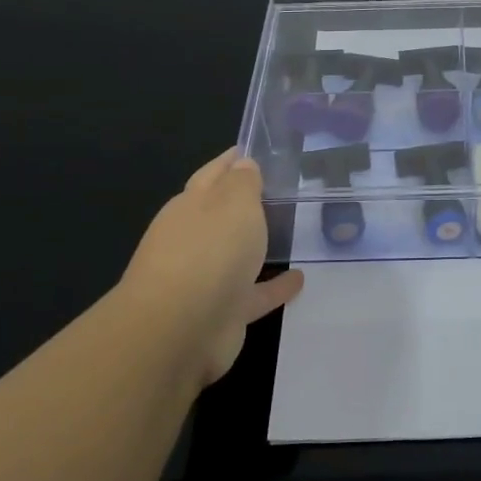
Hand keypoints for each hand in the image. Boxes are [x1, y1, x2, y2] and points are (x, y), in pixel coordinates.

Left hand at [118, 147, 303, 383]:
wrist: (179, 330)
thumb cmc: (208, 252)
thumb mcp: (234, 203)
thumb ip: (243, 182)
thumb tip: (242, 163)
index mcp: (191, 206)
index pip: (212, 174)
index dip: (232, 161)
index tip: (252, 150)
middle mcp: (193, 239)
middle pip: (221, 215)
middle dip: (242, 204)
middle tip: (278, 191)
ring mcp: (205, 278)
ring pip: (236, 255)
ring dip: (257, 246)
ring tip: (290, 234)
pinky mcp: (222, 313)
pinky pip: (254, 293)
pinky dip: (274, 286)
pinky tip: (300, 279)